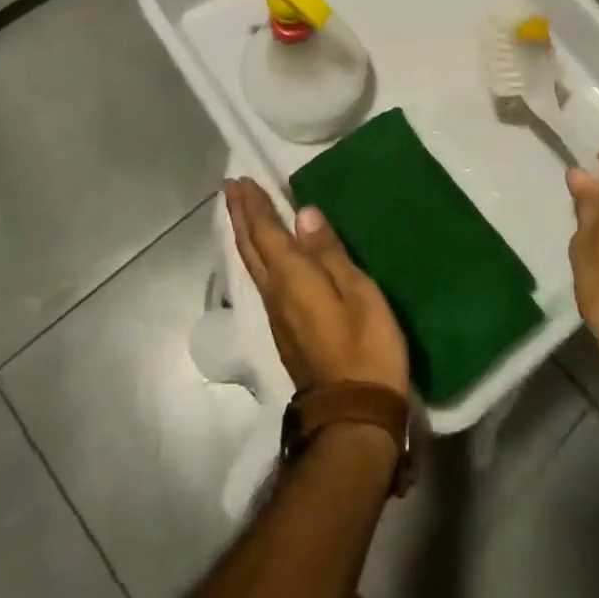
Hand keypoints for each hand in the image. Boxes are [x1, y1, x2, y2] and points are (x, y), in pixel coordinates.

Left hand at [225, 179, 409, 397]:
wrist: (353, 416)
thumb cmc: (366, 347)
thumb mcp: (358, 293)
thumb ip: (329, 253)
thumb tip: (303, 214)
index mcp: (292, 279)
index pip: (265, 234)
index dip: (254, 206)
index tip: (241, 180)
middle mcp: (275, 294)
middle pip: (251, 249)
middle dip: (241, 216)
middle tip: (233, 189)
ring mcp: (278, 316)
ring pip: (252, 266)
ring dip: (246, 235)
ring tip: (245, 214)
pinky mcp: (286, 332)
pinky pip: (262, 281)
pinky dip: (258, 257)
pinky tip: (266, 257)